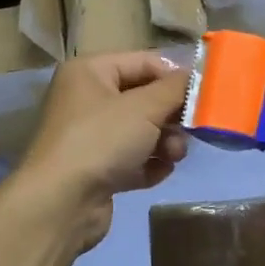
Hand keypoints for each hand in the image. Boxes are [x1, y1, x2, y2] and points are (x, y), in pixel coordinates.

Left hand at [10, 51, 189, 252]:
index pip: (145, 62)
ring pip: (142, 131)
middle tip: (191, 131)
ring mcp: (90, 137)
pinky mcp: (97, 170)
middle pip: (145, 99)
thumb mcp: (145, 107)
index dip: (175, 77)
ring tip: (173, 156)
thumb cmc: (101, 140)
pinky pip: (134, 160)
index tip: (203, 97)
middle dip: (172, 116)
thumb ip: (176, 88)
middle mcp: (87, 99)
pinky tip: (157, 173)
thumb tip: (197, 76)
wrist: (61, 203)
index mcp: (90, 72)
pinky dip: (149, 165)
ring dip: (165, 143)